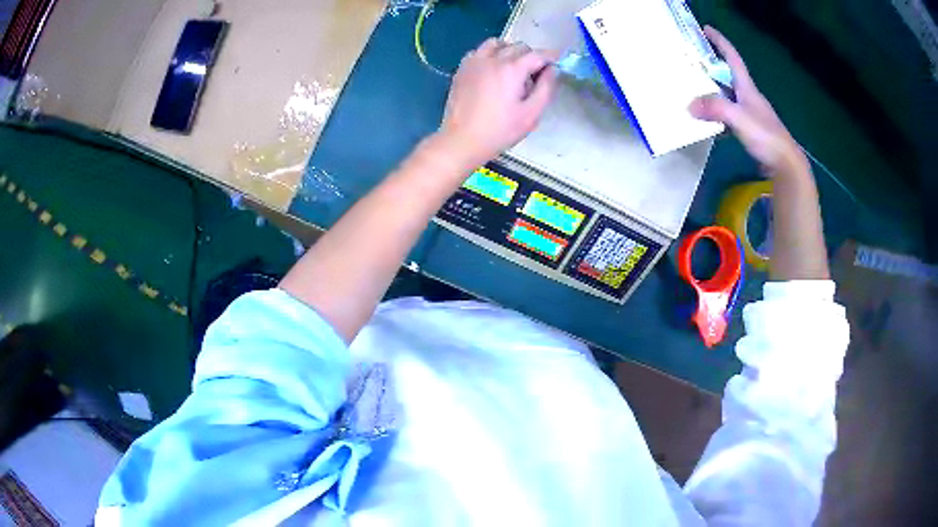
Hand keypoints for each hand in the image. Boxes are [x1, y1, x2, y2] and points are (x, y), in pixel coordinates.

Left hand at [437, 39, 558, 168]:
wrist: (462, 140)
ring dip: (509, 50)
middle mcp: (493, 59)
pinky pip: (479, 51)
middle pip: (518, 47)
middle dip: (531, 57)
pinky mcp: (462, 69)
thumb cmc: (500, 130)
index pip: (537, 54)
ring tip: (513, 68)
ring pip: (497, 43)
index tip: (557, 61)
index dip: (551, 57)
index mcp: (512, 69)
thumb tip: (552, 70)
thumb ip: (546, 88)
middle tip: (534, 76)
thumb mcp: (532, 114)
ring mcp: (474, 62)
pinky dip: (489, 54)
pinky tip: (492, 71)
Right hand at [690, 26, 807, 175]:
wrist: (785, 165)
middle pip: (728, 75)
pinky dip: (716, 112)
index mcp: (748, 88)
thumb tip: (689, 105)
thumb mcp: (740, 119)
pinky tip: (706, 119)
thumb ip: (716, 109)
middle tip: (691, 59)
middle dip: (711, 64)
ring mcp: (750, 113)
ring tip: (693, 87)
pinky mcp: (749, 129)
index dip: (720, 42)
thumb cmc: (766, 137)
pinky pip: (728, 114)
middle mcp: (748, 97)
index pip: (733, 58)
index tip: (706, 29)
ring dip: (711, 89)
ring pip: (727, 95)